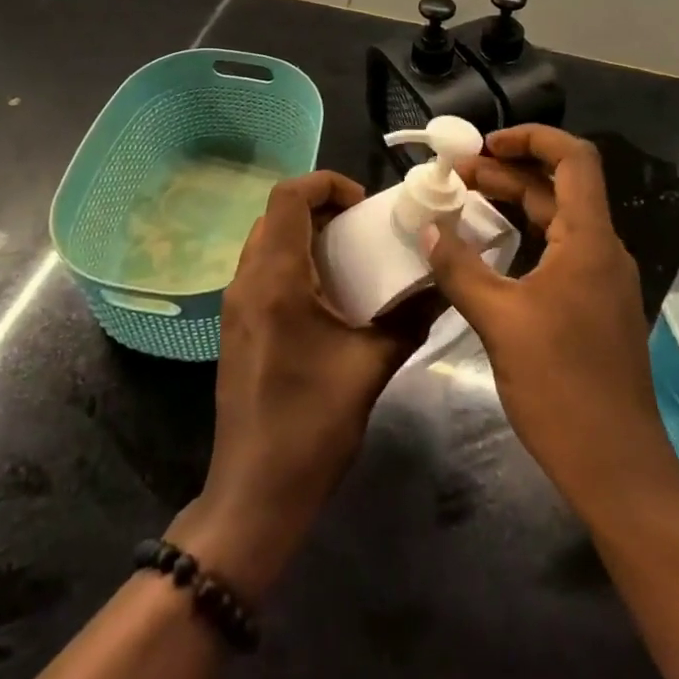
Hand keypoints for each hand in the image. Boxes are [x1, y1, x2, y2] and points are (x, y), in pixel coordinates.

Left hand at [178, 171, 430, 597]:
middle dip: (322, 207)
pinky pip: (262, 269)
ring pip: (267, 240)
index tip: (365, 205)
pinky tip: (328, 295)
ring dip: (306, 234)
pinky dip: (293, 260)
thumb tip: (442, 287)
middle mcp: (247, 280)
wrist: (255, 494)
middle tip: (364, 227)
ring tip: (351, 257)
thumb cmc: (312, 426)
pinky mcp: (236, 326)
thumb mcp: (371, 367)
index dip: (327, 183)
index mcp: (276, 279)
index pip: (288, 196)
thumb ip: (409, 320)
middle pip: (276, 213)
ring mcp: (235, 304)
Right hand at [426, 126, 678, 510]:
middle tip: (454, 175)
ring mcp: (601, 281)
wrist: (619, 471)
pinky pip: (559, 251)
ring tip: (464, 201)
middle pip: (559, 186)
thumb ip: (460, 268)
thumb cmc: (562, 388)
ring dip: (515, 203)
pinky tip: (491, 251)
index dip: (532, 137)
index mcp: (590, 241)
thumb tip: (427, 227)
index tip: (483, 146)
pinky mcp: (594, 307)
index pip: (574, 158)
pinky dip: (524, 237)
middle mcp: (603, 250)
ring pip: (558, 220)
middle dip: (507, 172)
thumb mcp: (500, 322)